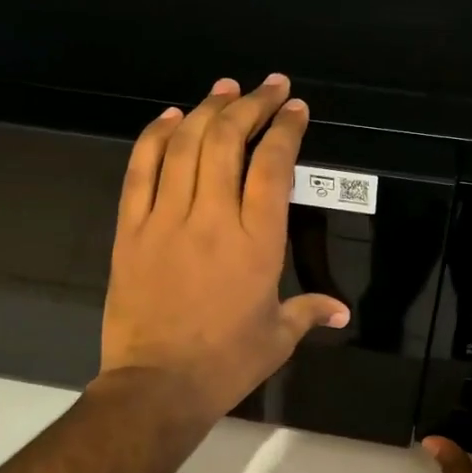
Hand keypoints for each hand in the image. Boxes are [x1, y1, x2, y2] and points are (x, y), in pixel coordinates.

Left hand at [101, 74, 348, 421]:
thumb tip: (341, 312)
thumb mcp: (277, 338)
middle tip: (268, 86)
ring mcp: (166, 218)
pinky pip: (140, 170)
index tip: (295, 108)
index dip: (286, 129)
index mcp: (257, 241)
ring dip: (207, 109)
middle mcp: (213, 217)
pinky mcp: (130, 228)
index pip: (273, 166)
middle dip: (251, 104)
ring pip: (185, 145)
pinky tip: (169, 117)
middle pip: (228, 140)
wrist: (156, 386)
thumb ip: (309, 312)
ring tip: (224, 88)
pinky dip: (154, 137)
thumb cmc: (225, 363)